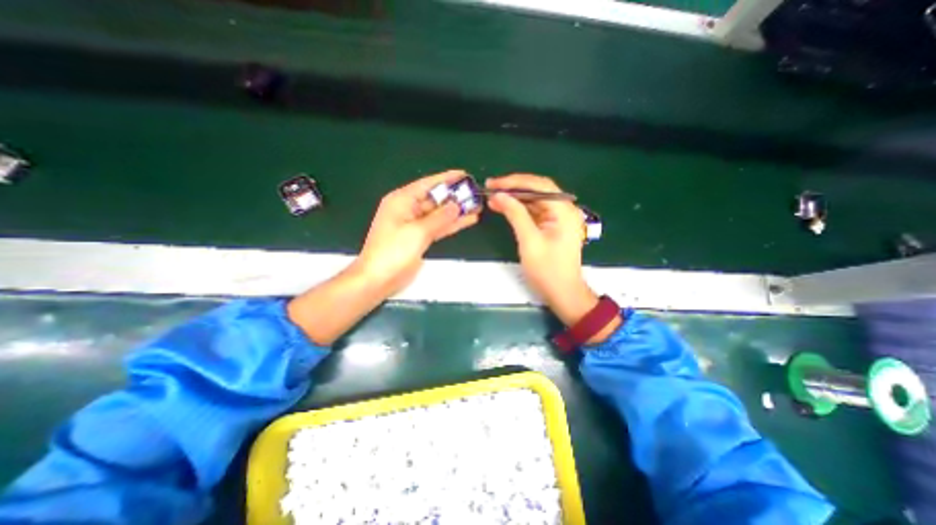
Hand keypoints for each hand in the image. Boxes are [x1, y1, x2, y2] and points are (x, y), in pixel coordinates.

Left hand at [352, 170, 481, 297]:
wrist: (378, 279)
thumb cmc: (393, 252)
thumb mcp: (418, 232)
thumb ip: (439, 218)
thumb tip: (456, 205)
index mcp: (402, 201)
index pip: (427, 184)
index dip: (446, 179)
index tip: (464, 175)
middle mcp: (408, 210)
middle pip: (435, 199)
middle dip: (454, 197)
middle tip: (475, 194)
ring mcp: (415, 225)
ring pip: (439, 214)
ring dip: (456, 212)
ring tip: (476, 207)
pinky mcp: (420, 238)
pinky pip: (438, 227)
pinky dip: (451, 225)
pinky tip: (467, 220)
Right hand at [482, 174, 598, 325]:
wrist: (563, 293)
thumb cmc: (547, 270)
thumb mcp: (529, 241)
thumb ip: (515, 214)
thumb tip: (499, 195)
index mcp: (564, 210)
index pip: (539, 185)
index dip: (514, 182)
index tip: (493, 184)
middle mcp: (564, 209)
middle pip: (537, 190)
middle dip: (513, 188)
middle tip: (490, 188)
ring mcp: (559, 217)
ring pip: (535, 200)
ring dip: (515, 198)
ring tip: (493, 198)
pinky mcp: (552, 226)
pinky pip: (535, 211)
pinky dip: (520, 209)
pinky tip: (504, 208)